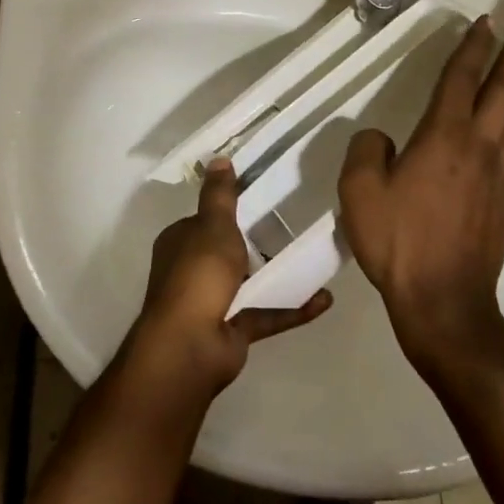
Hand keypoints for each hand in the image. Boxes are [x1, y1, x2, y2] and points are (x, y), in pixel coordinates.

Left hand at [126, 159, 332, 401]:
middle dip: (258, 245)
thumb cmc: (199, 274)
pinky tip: (323, 299)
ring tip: (315, 260)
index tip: (262, 199)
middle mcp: (192, 271)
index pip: (204, 221)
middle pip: (228, 253)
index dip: (229, 211)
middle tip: (296, 228)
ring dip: (280, 276)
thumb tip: (218, 159)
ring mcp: (212, 303)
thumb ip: (220, 195)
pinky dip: (292, 307)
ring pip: (250, 284)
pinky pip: (266, 314)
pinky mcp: (233, 330)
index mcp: (180, 243)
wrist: (191, 345)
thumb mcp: (213, 225)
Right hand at [338, 7, 503, 370]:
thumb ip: (367, 152)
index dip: (474, 46)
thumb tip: (382, 138)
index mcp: (443, 137)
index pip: (461, 78)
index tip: (487, 20)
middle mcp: (480, 143)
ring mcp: (502, 169)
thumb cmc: (399, 243)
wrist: (444, 299)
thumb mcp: (359, 193)